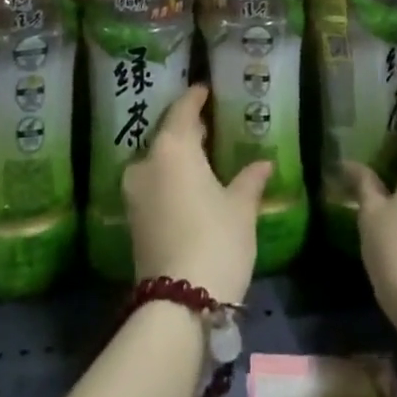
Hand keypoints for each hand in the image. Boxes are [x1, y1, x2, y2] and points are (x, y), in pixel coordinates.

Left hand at [124, 84, 271, 303]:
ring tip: (203, 155)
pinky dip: (170, 177)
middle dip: (187, 127)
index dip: (196, 97)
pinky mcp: (132, 220)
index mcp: (172, 146)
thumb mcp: (241, 207)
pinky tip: (191, 185)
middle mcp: (146, 161)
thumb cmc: (216, 240)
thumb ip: (250, 179)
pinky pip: (153, 183)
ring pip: (158, 160)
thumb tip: (264, 162)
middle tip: (210, 123)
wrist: (178, 306)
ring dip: (178, 155)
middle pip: (167, 133)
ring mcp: (134, 192)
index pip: (183, 108)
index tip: (207, 89)